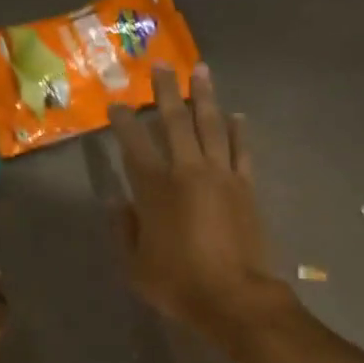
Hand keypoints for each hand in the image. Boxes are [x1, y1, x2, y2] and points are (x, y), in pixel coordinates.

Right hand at [109, 64, 292, 345]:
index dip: (123, 122)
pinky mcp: (246, 187)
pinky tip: (237, 115)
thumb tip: (117, 201)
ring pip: (211, 126)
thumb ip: (124, 228)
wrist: (234, 297)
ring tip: (200, 71)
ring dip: (204, 97)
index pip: (134, 145)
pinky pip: (242, 150)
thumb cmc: (177, 284)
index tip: (117, 104)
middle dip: (165, 92)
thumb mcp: (135, 264)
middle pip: (175, 122)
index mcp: (155, 190)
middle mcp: (188, 172)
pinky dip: (239, 131)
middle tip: (160, 65)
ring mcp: (221, 176)